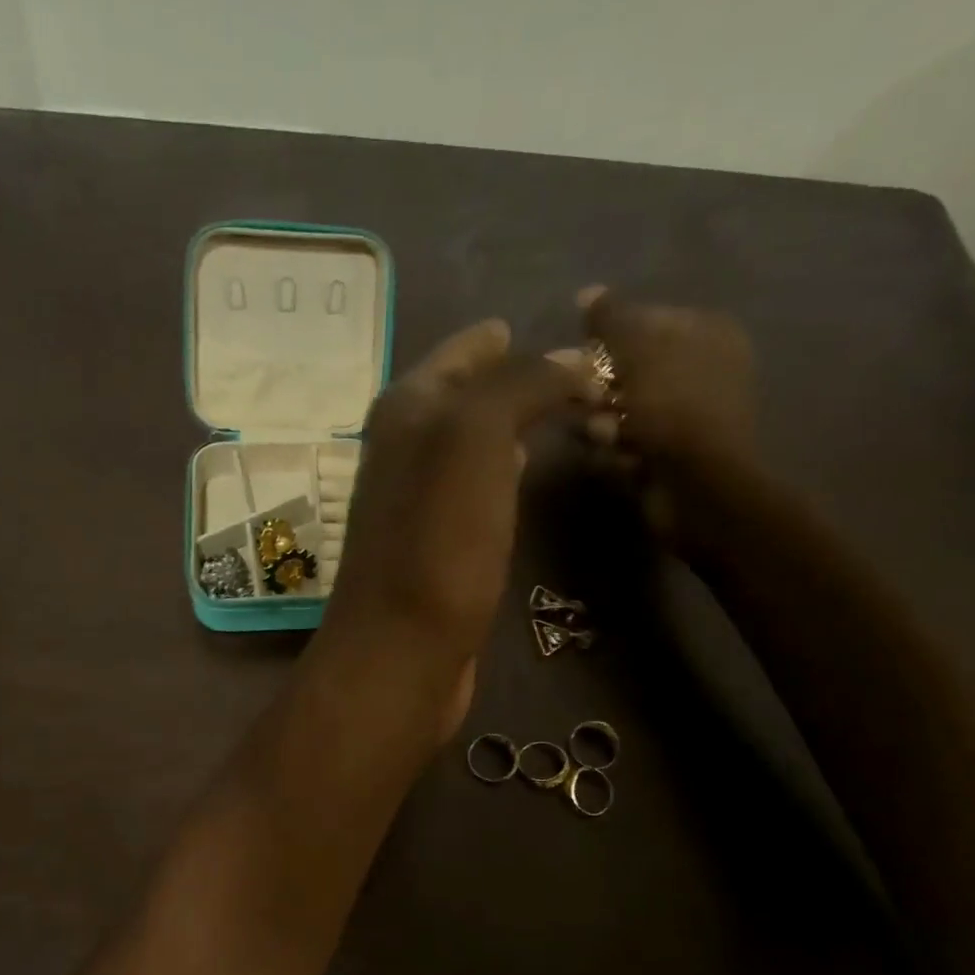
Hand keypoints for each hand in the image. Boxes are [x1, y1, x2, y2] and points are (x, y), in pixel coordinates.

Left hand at [318, 318, 596, 731]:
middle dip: (510, 377)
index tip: (540, 327)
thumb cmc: (437, 540)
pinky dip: (501, 467)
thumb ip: (520, 385)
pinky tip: (522, 470)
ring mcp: (417, 497)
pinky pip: (474, 485)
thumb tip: (571, 359)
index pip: (458, 354)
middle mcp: (404, 447)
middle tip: (572, 369)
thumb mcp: (476, 439)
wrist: (403, 648)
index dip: (496, 339)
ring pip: (470, 440)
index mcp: (405, 411)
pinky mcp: (435, 542)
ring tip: (559, 408)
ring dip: (508, 421)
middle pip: (463, 395)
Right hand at [574, 287, 757, 554]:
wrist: (696, 484)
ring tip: (607, 436)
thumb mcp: (636, 346)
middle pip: (628, 366)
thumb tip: (587, 293)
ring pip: (621, 407)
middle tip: (589, 398)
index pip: (644, 318)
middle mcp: (702, 368)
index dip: (608, 336)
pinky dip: (618, 449)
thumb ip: (609, 316)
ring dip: (604, 422)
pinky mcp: (671, 452)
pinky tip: (621, 458)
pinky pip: (627, 441)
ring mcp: (687, 414)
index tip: (583, 354)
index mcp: (708, 332)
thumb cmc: (670, 405)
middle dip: (601, 387)